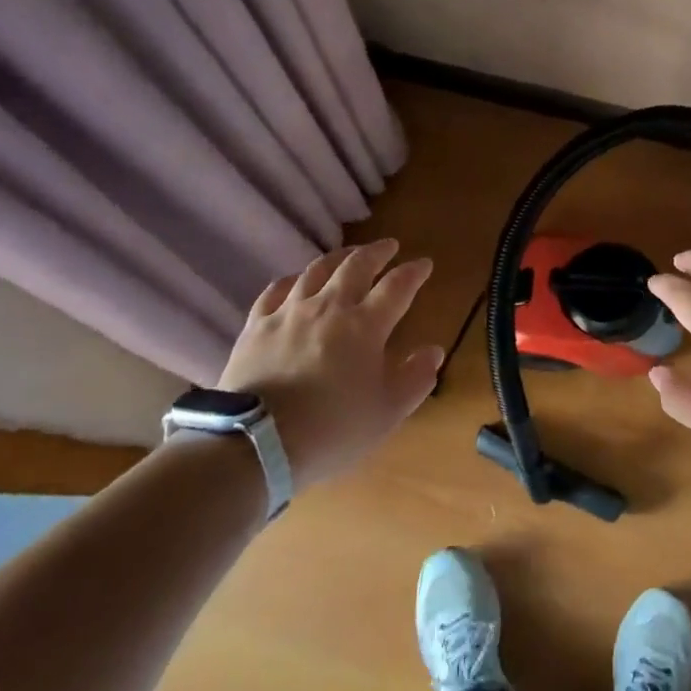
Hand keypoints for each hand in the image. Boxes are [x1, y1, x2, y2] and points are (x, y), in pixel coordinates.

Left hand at [217, 239, 441, 488]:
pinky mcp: (257, 325)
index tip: (424, 263)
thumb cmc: (331, 430)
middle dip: (377, 252)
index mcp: (365, 325)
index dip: (413, 272)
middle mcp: (329, 307)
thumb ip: (415, 379)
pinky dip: (292, 280)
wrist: (256, 444)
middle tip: (389, 246)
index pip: (397, 286)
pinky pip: (275, 290)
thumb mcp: (386, 413)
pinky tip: (296, 281)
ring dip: (338, 258)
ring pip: (317, 270)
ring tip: (348, 255)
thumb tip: (434, 351)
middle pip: (357, 266)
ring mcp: (289, 312)